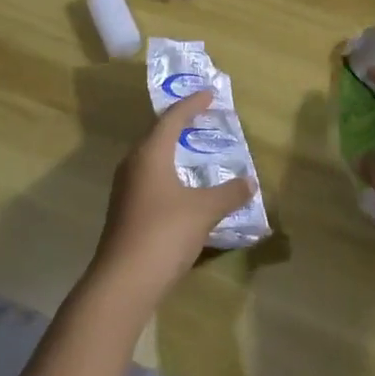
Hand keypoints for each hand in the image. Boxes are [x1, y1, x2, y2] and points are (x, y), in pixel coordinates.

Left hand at [89, 89, 254, 305]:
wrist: (124, 281)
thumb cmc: (164, 232)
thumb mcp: (204, 210)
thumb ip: (229, 193)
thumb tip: (250, 182)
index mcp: (150, 153)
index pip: (172, 118)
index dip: (192, 104)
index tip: (209, 94)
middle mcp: (133, 164)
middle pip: (157, 134)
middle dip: (181, 124)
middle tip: (203, 118)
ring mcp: (126, 189)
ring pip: (152, 159)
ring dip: (173, 151)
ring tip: (196, 150)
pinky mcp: (125, 211)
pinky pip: (150, 179)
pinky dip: (169, 174)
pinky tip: (183, 188)